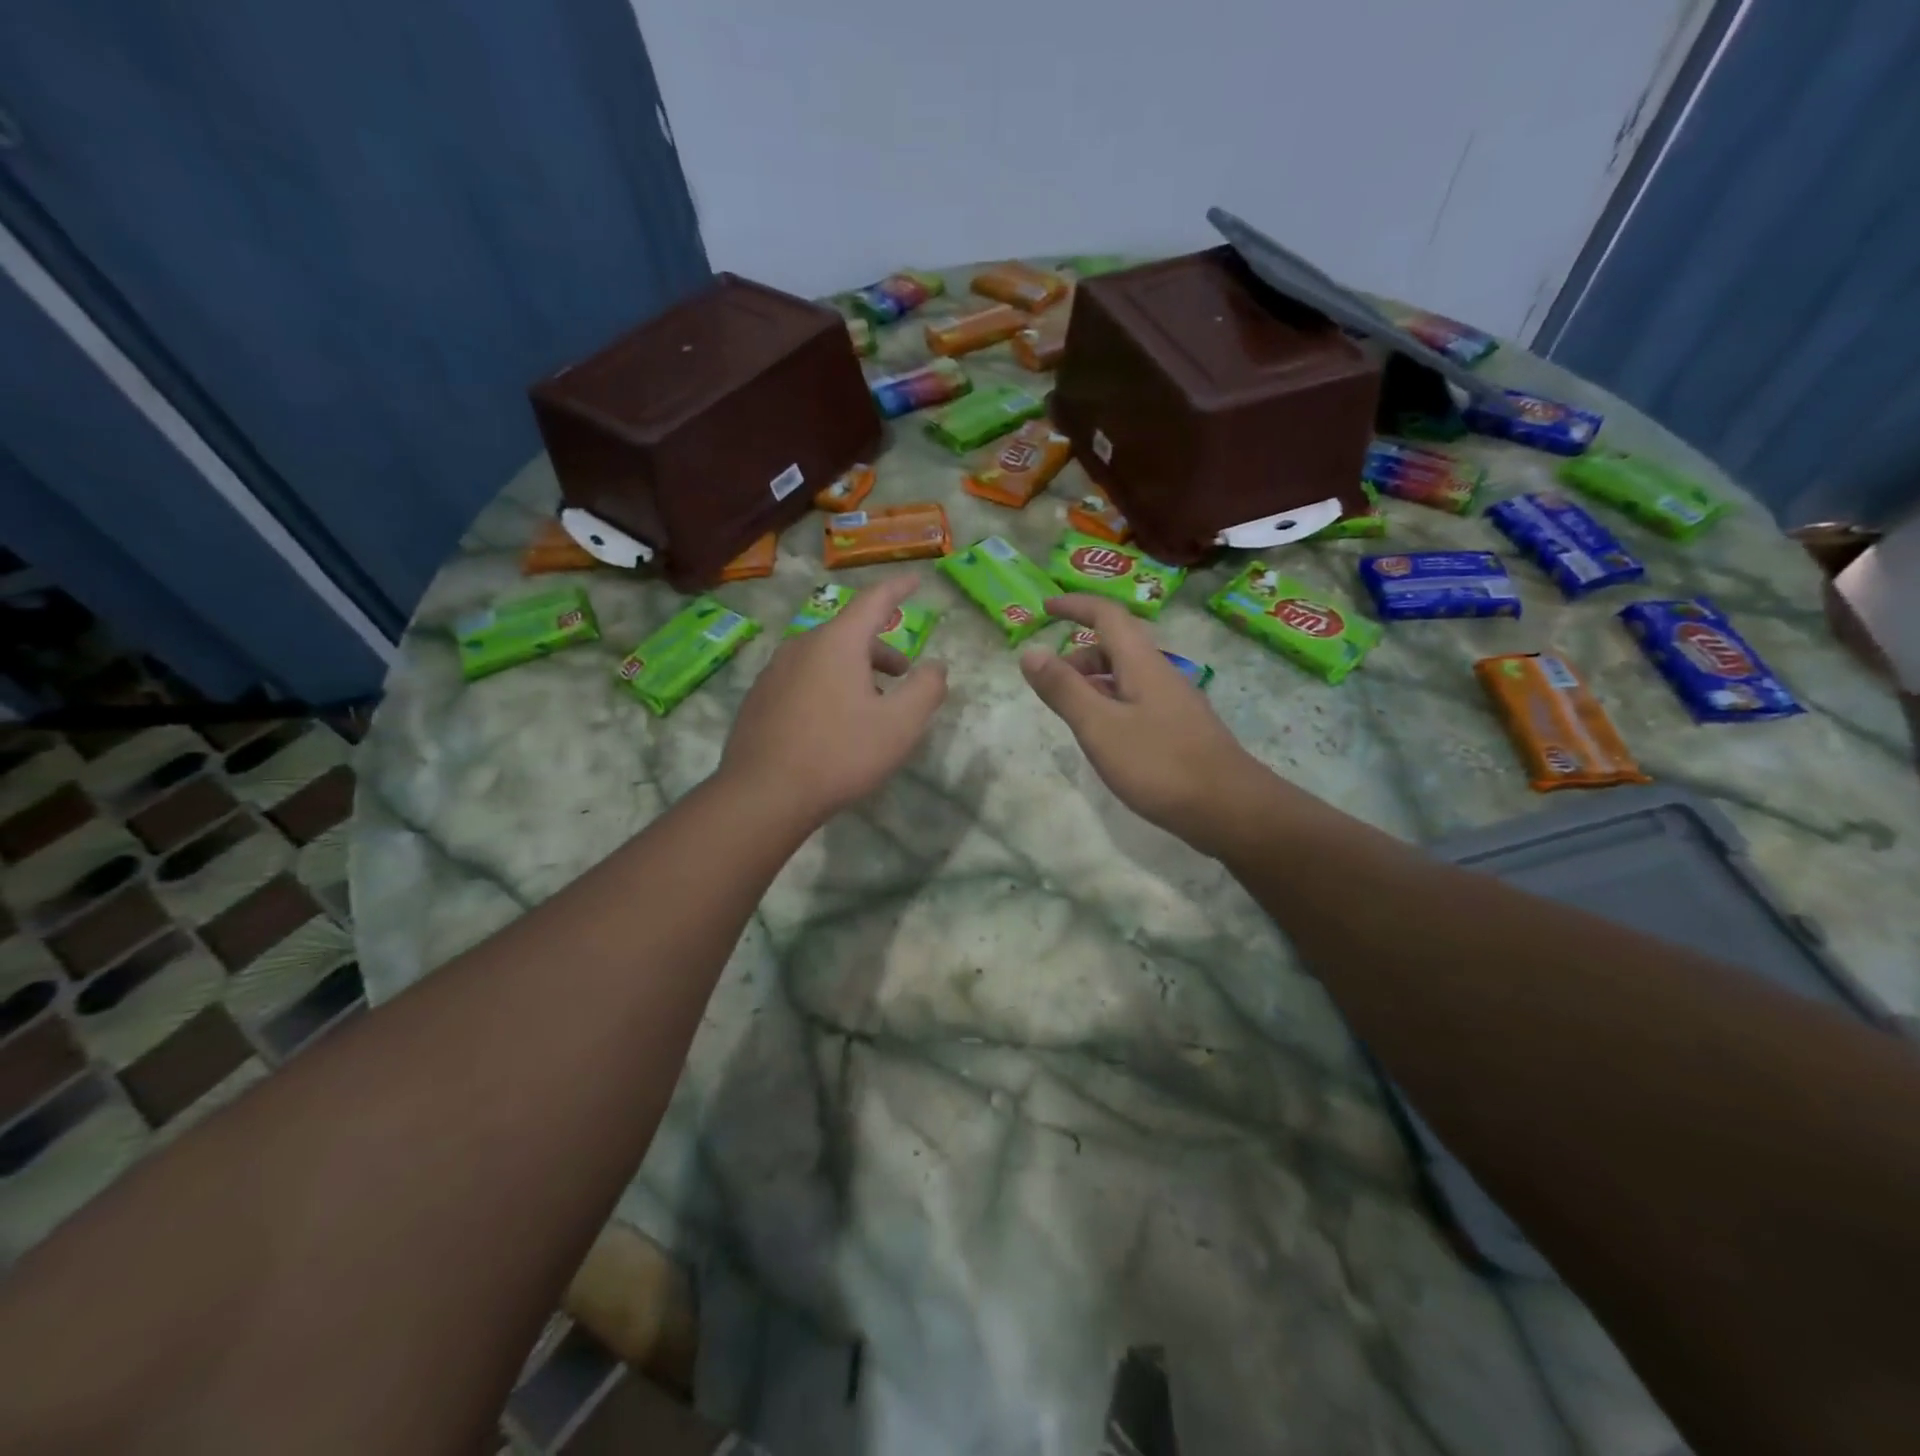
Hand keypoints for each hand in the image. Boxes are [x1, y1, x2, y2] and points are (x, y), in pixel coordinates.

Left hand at [722, 574, 947, 825]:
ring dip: (853, 671)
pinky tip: (831, 725)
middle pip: (848, 634)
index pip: (874, 600)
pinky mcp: (758, 699)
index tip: (917, 580)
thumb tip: (936, 665)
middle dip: (880, 649)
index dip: (899, 588)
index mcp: (837, 643)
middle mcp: (801, 646)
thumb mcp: (900, 725)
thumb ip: (926, 688)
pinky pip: (802, 680)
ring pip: (824, 659)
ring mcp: (774, 672)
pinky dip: (826, 688)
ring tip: (868, 705)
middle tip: (902, 676)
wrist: (763, 794)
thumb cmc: (840, 754)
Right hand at [1020, 595, 1276, 851]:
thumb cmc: (1160, 764)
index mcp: (1141, 663)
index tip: (1045, 607)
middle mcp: (1160, 674)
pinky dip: (1110, 705)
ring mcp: (1174, 703)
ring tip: (1070, 712)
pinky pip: (1136, 702)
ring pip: (1126, 677)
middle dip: (1078, 654)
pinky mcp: (1180, 730)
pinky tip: (1104, 738)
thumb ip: (1064, 689)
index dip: (1075, 605)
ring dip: (1094, 682)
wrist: (1230, 809)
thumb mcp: (1100, 726)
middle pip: (1116, 646)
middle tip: (1050, 682)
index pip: (1107, 615)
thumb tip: (1030, 651)